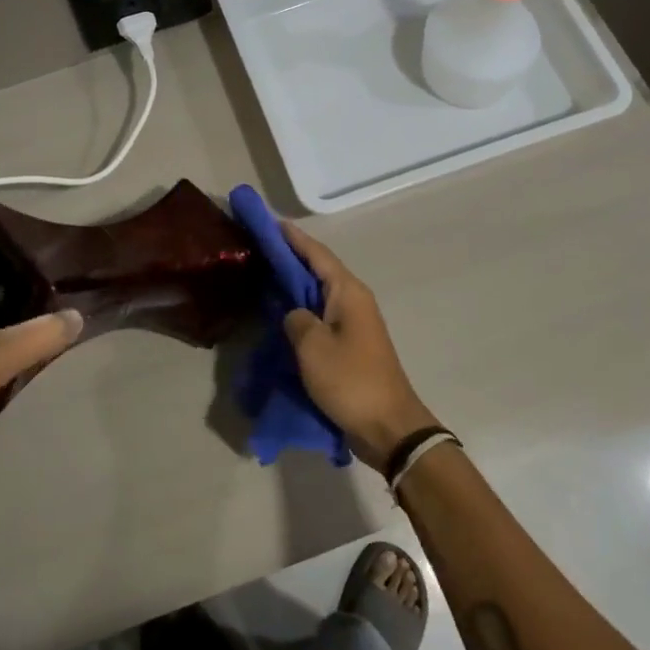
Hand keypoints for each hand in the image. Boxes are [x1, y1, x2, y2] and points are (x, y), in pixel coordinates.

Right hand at [280, 223, 438, 466]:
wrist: (389, 427)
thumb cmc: (351, 380)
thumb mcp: (312, 346)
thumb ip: (296, 319)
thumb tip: (294, 314)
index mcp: (348, 292)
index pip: (316, 254)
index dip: (292, 238)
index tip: (269, 222)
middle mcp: (354, 300)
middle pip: (318, 270)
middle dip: (291, 257)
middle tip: (260, 247)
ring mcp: (354, 323)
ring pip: (319, 294)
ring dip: (295, 284)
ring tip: (265, 274)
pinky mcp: (351, 345)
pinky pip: (321, 316)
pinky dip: (301, 309)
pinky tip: (282, 313)